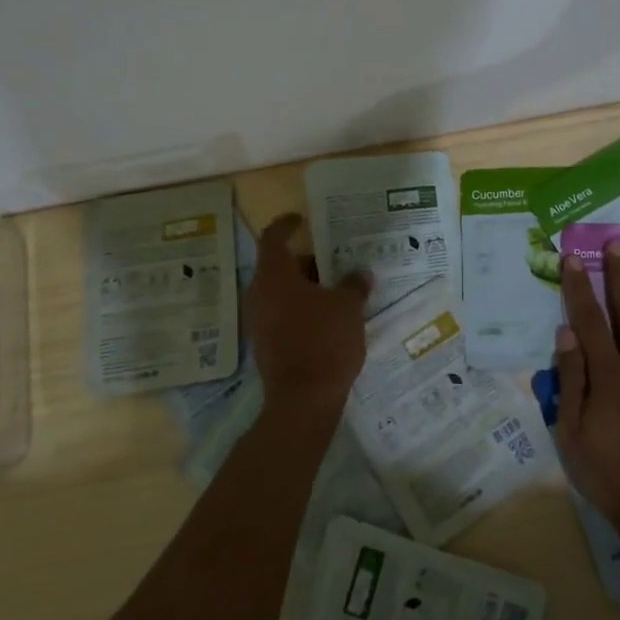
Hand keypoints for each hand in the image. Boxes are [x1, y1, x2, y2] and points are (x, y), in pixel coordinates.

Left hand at [246, 213, 371, 427]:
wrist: (303, 399)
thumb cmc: (325, 340)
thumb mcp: (348, 307)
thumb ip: (354, 285)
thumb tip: (360, 273)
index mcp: (274, 275)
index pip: (272, 237)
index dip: (286, 225)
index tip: (302, 219)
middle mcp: (259, 294)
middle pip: (280, 267)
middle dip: (308, 262)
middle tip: (336, 261)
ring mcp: (258, 321)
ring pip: (282, 292)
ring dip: (306, 288)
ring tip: (338, 290)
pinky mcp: (265, 344)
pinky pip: (282, 314)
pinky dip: (302, 309)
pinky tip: (329, 318)